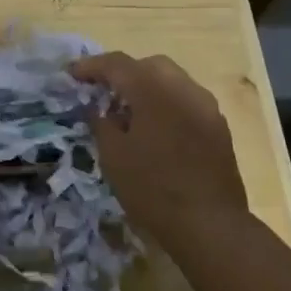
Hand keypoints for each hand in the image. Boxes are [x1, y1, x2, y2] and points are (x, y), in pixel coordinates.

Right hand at [72, 53, 250, 246]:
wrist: (211, 226)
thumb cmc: (153, 189)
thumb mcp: (113, 157)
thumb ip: (101, 123)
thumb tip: (98, 109)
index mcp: (153, 90)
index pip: (117, 64)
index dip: (91, 66)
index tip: (72, 74)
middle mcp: (183, 88)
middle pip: (148, 65)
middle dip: (124, 73)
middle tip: (103, 91)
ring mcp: (206, 106)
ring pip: (172, 80)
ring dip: (148, 87)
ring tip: (129, 112)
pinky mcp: (218, 127)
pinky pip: (187, 100)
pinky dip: (167, 103)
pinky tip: (156, 129)